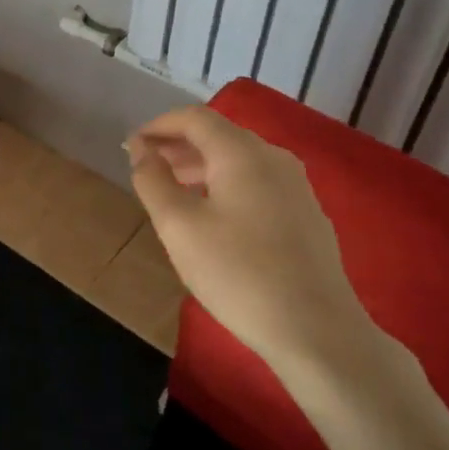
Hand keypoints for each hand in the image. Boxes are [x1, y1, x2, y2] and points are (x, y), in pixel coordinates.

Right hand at [127, 106, 382, 384]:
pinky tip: (212, 215)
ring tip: (172, 190)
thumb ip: (153, 181)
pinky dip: (225, 184)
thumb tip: (141, 149)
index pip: (194, 118)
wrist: (317, 331)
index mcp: (242, 153)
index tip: (131, 147)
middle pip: (219, 135)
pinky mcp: (306, 214)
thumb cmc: (238, 274)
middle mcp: (274, 158)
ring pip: (239, 160)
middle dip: (178, 145)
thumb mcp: (179, 227)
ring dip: (201, 166)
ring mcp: (296, 186)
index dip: (158, 125)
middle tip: (146, 167)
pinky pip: (257, 182)